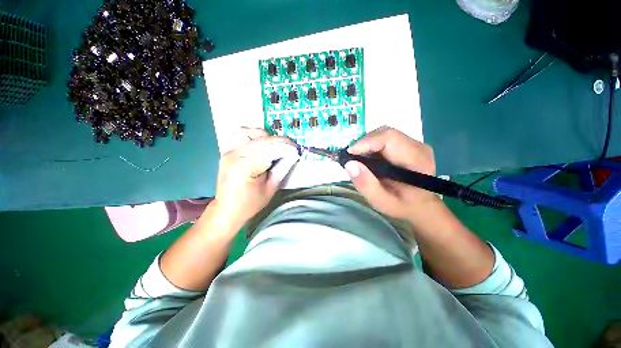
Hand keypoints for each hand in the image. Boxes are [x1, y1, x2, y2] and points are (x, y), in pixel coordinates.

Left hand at [212, 128, 298, 227]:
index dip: (285, 147)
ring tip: (277, 146)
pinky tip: (263, 145)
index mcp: (244, 167)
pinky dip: (256, 137)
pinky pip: (243, 137)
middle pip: (261, 140)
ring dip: (268, 138)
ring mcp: (228, 152)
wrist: (226, 210)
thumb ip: (280, 170)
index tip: (296, 150)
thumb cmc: (249, 204)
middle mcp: (234, 155)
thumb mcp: (270, 190)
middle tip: (291, 147)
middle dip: (279, 141)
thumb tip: (291, 156)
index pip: (268, 149)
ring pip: (251, 134)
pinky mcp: (227, 152)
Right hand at [344, 126, 438, 222]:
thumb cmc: (402, 206)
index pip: (389, 139)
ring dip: (367, 144)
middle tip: (351, 158)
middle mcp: (418, 147)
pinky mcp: (408, 144)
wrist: (420, 205)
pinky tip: (367, 158)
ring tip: (357, 159)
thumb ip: (366, 185)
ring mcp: (414, 144)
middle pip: (385, 133)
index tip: (349, 154)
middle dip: (364, 143)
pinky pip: (385, 138)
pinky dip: (371, 146)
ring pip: (384, 134)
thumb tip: (349, 164)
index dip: (366, 142)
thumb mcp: (382, 202)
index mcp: (417, 161)